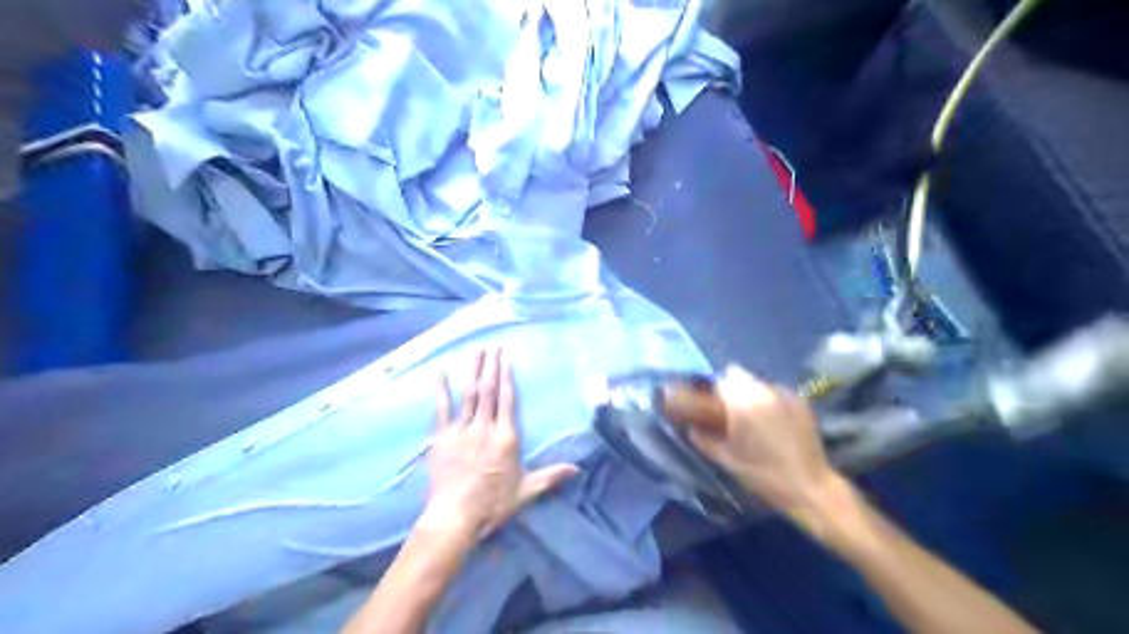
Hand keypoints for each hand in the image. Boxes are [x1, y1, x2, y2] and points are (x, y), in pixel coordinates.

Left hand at [426, 350, 582, 537]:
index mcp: (506, 437)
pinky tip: (440, 373)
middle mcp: (484, 427)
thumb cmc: (493, 504)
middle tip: (493, 346)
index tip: (506, 358)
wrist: (455, 516)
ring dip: (472, 371)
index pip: (507, 399)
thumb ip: (551, 476)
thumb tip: (577, 468)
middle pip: (488, 390)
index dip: (507, 376)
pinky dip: (441, 390)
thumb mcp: (526, 490)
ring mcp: (461, 430)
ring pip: (468, 394)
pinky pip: (441, 409)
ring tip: (476, 352)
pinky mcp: (441, 437)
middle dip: (491, 366)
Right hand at [689, 367, 846, 513]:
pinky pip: (777, 392)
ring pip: (759, 383)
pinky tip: (774, 421)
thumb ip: (704, 439)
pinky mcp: (801, 402)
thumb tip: (692, 428)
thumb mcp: (726, 460)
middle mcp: (763, 391)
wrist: (809, 487)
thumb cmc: (762, 475)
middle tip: (732, 411)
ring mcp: (785, 394)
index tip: (712, 405)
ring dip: (752, 393)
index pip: (721, 381)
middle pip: (740, 377)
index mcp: (741, 403)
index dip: (714, 391)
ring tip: (755, 417)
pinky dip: (771, 400)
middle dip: (733, 389)